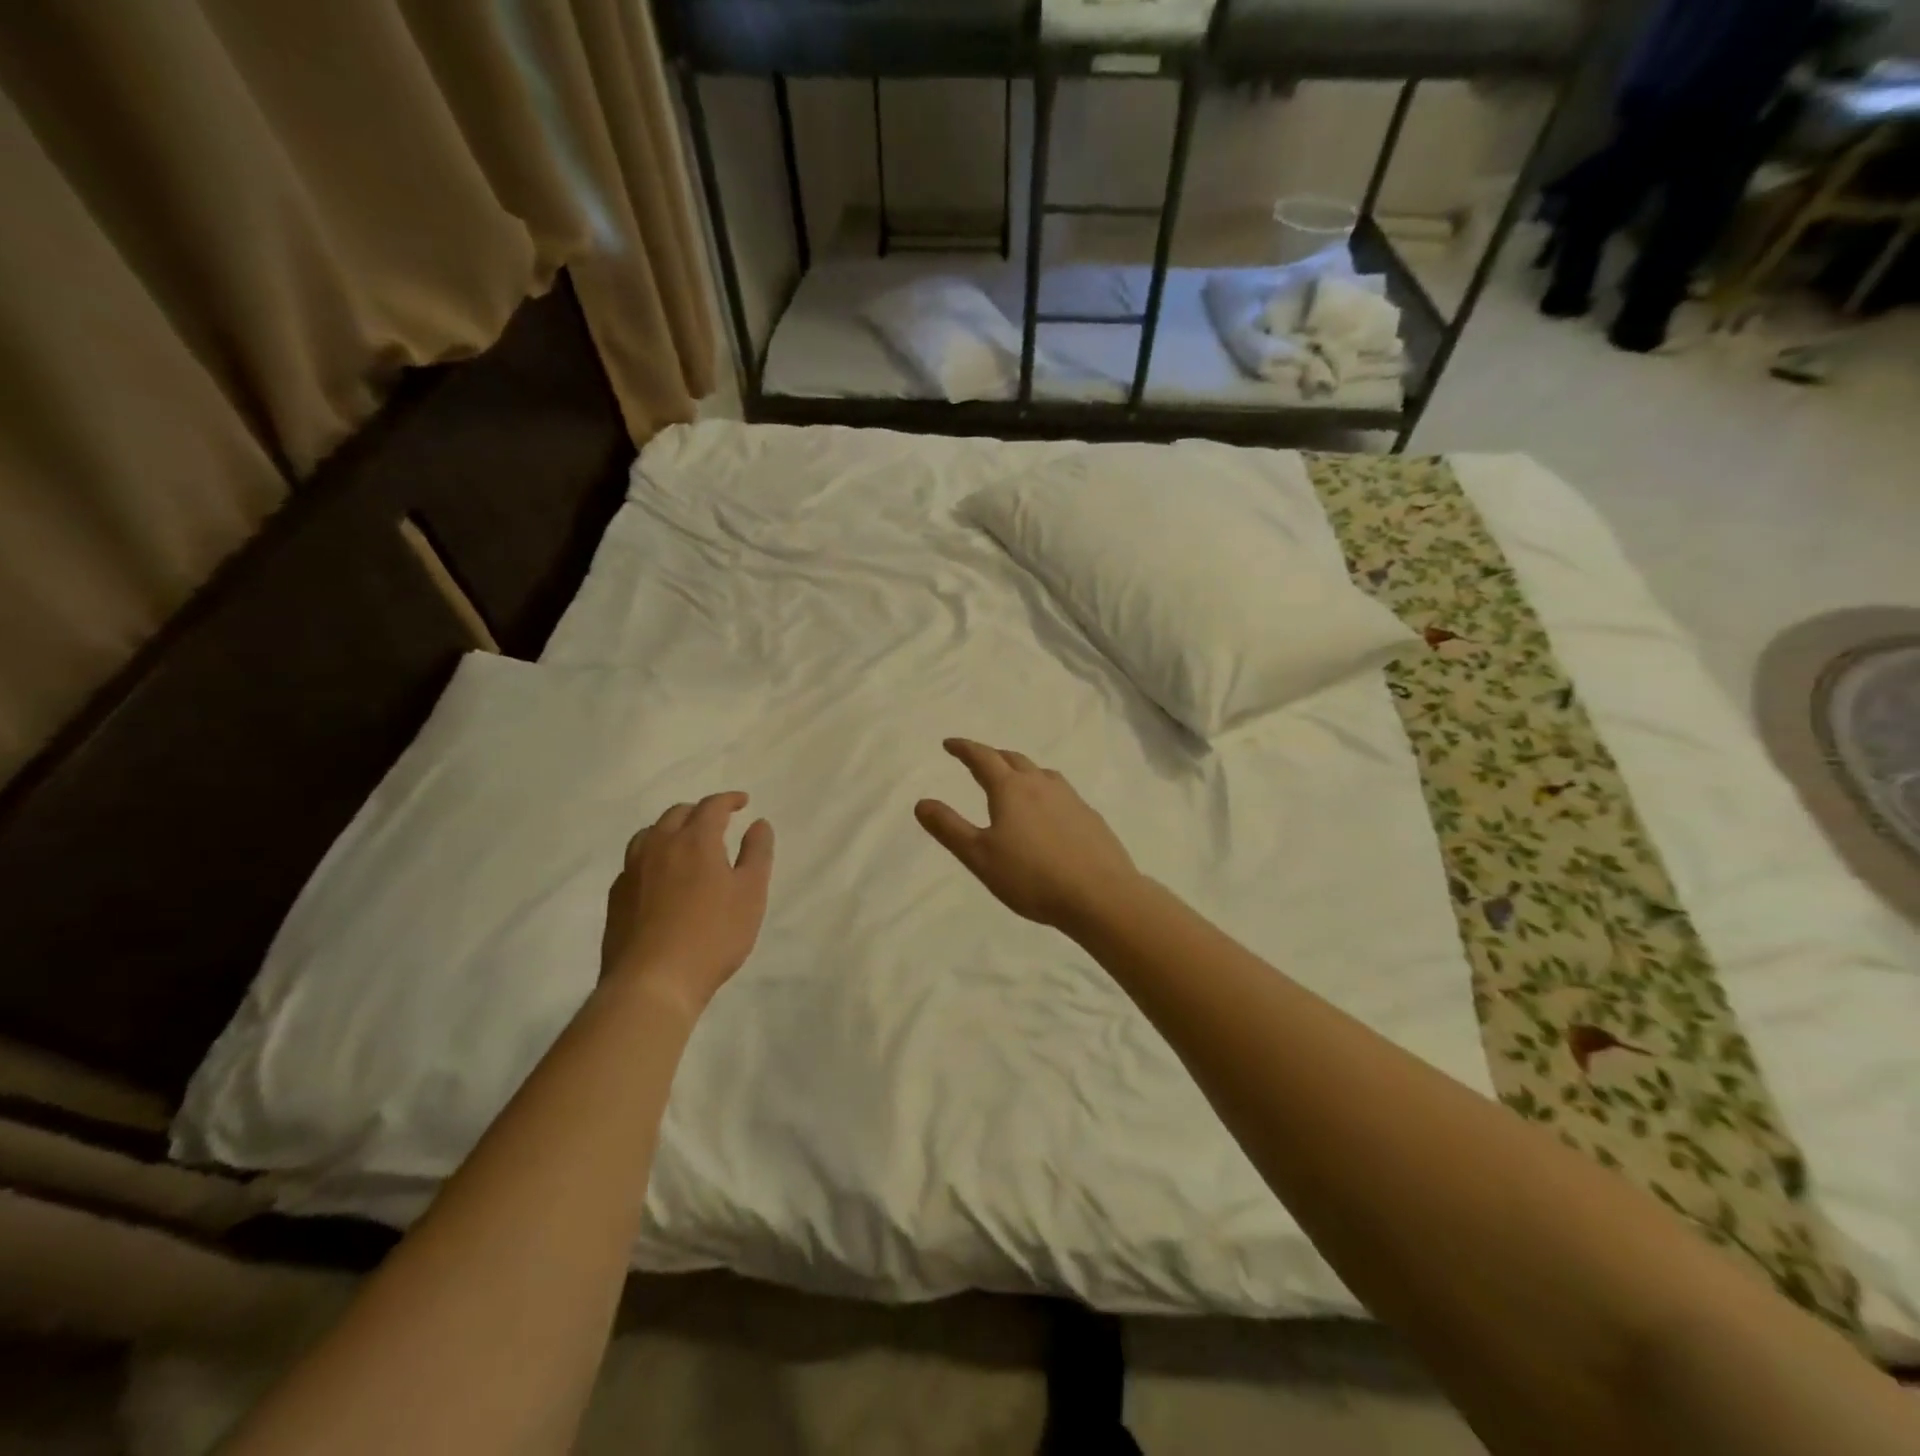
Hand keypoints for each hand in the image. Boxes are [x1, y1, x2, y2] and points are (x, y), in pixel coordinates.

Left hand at [601, 792, 774, 1014]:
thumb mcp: (751, 893)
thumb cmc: (713, 935)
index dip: (729, 800)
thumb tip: (758, 823)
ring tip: (684, 842)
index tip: (743, 801)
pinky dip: (652, 856)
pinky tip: (660, 876)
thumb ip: (757, 853)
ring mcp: (632, 871)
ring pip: (649, 834)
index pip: (712, 806)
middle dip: (699, 811)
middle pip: (677, 814)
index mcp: (695, 840)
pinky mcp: (617, 896)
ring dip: (670, 829)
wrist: (652, 982)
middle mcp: (659, 846)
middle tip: (718, 821)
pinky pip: (634, 861)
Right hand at [915, 739, 1140, 932]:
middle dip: (992, 756)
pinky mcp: (1089, 816)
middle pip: (1013, 759)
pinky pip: (1061, 793)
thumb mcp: (979, 857)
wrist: (1100, 895)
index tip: (949, 744)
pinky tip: (1048, 813)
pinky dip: (1044, 791)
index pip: (983, 758)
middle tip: (978, 761)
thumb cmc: (1032, 877)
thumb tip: (922, 802)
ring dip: (1021, 771)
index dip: (964, 748)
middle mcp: (1041, 784)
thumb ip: (949, 828)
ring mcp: (1070, 798)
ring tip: (1013, 782)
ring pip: (1041, 773)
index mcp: (1011, 789)